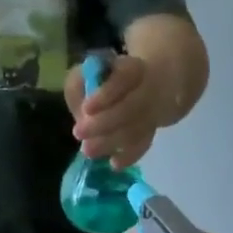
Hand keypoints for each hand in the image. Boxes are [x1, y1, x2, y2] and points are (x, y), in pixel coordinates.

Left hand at [66, 53, 166, 168]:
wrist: (152, 82)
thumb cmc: (109, 77)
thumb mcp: (89, 72)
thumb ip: (80, 87)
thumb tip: (80, 114)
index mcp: (132, 68)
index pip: (124, 78)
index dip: (106, 94)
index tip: (87, 109)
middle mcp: (149, 89)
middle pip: (131, 108)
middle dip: (104, 123)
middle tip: (78, 133)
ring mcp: (154, 110)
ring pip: (137, 128)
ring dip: (111, 141)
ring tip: (88, 151)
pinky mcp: (153, 128)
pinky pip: (144, 143)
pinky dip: (130, 155)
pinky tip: (114, 163)